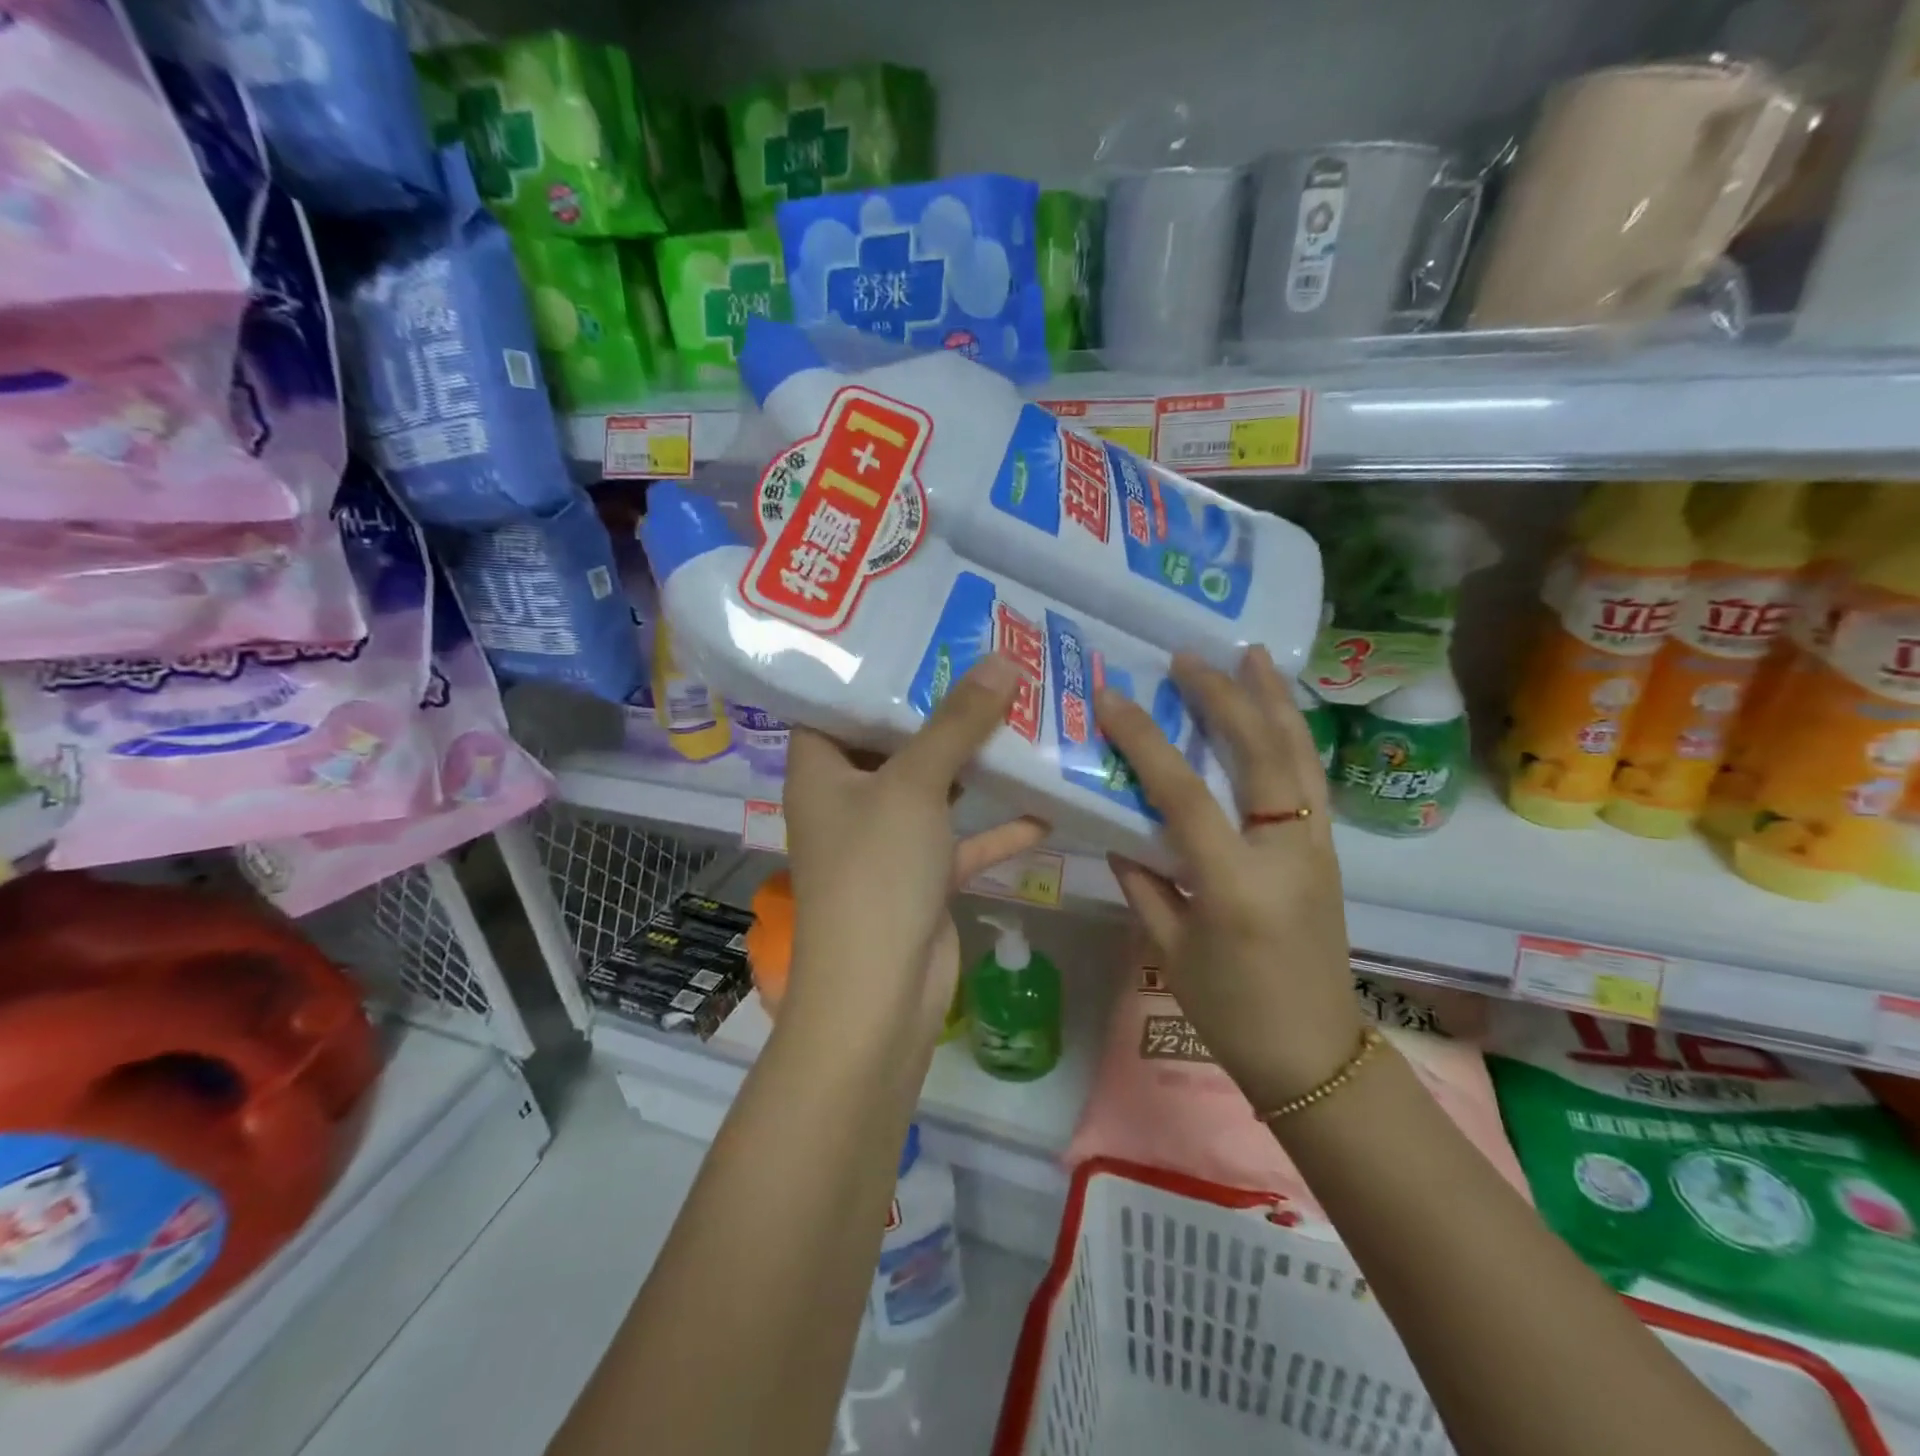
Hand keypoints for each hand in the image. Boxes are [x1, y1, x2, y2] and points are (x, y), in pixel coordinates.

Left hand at [781, 655, 1048, 1044]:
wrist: (879, 994)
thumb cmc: (876, 872)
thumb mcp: (914, 785)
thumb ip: (957, 723)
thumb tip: (1002, 661)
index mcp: (820, 769)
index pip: (834, 702)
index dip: (870, 667)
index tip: (918, 631)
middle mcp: (847, 799)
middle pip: (892, 740)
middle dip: (939, 708)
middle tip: (985, 660)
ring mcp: (884, 840)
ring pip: (932, 788)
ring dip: (972, 762)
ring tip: (1020, 711)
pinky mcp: (920, 876)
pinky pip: (961, 838)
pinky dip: (996, 826)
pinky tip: (1044, 803)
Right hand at [1095, 648, 1361, 1115]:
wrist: (1316, 1055)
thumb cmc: (1231, 1011)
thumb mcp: (1169, 949)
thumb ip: (1143, 882)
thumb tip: (1120, 833)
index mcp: (1235, 884)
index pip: (1184, 794)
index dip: (1145, 741)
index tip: (1112, 698)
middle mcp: (1285, 853)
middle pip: (1258, 755)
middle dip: (1222, 699)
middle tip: (1189, 659)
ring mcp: (1316, 848)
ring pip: (1300, 756)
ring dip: (1274, 701)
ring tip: (1255, 656)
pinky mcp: (1328, 852)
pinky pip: (1310, 779)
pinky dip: (1293, 736)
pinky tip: (1277, 714)